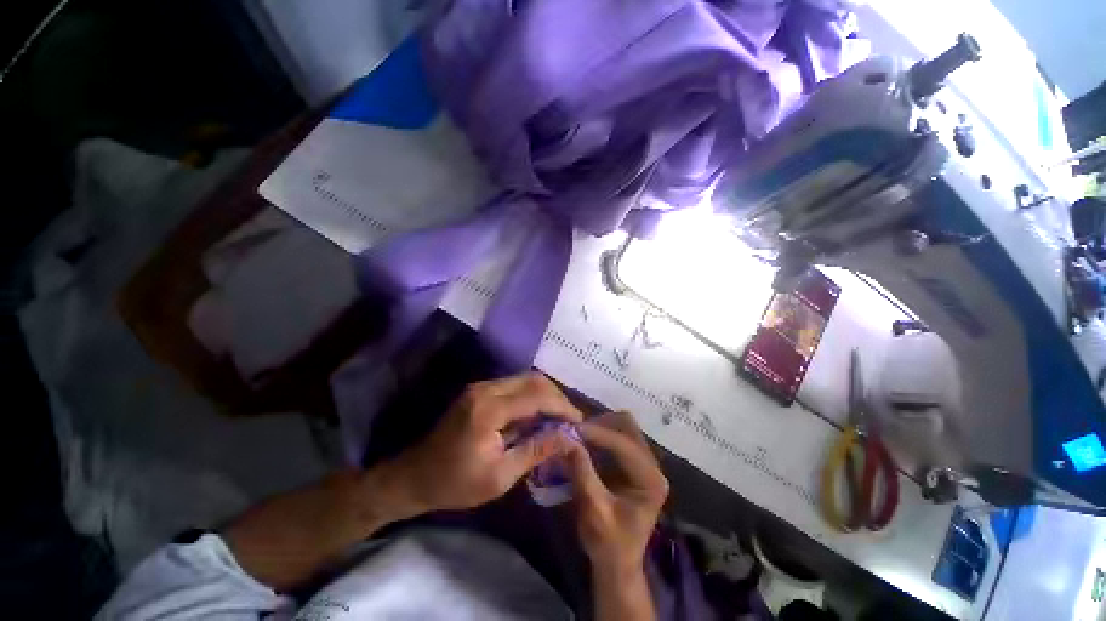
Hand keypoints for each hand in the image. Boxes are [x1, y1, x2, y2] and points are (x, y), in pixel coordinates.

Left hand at [381, 372, 583, 515]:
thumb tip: (568, 439)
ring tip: (557, 418)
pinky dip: (530, 397)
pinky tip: (536, 415)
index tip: (579, 422)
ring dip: (544, 395)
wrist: (414, 476)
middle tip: (569, 419)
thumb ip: (536, 451)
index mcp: (490, 409)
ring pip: (525, 379)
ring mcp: (481, 387)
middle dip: (556, 397)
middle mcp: (486, 389)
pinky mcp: (479, 391)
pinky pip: (514, 386)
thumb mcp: (500, 476)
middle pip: (533, 380)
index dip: (562, 406)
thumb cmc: (456, 483)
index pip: (537, 396)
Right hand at [563, 412, 668, 574]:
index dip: (597, 433)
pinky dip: (601, 435)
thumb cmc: (607, 543)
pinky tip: (586, 442)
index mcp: (650, 480)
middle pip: (628, 427)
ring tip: (579, 434)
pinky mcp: (634, 464)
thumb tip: (567, 439)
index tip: (572, 429)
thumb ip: (582, 472)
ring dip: (600, 427)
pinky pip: (618, 437)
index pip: (624, 444)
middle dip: (601, 425)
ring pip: (624, 428)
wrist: (617, 565)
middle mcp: (652, 466)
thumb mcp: (593, 510)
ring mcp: (644, 463)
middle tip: (576, 430)